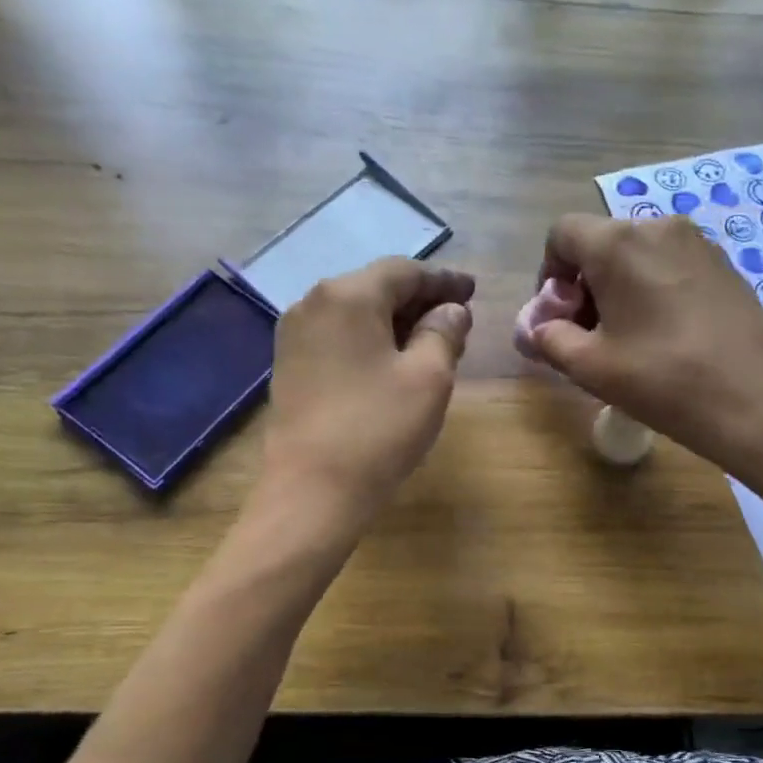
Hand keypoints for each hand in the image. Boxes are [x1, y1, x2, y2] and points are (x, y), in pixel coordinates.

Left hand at [258, 258, 473, 527]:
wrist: (311, 491)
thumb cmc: (378, 429)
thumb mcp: (429, 378)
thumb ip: (444, 333)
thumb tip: (451, 311)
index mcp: (348, 295)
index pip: (405, 272)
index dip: (444, 281)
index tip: (473, 291)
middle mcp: (313, 303)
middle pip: (376, 287)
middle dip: (420, 300)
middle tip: (457, 318)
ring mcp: (295, 335)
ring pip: (356, 313)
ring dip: (396, 321)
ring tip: (431, 341)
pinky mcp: (289, 365)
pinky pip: (339, 336)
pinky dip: (371, 340)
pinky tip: (393, 360)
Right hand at [524, 214, 762, 477]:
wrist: (749, 399)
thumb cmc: (660, 379)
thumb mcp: (588, 366)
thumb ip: (549, 338)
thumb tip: (539, 328)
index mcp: (618, 243)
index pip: (562, 234)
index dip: (549, 273)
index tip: (560, 315)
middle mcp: (658, 227)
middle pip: (602, 242)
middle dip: (586, 282)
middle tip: (591, 332)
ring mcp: (698, 243)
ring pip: (639, 253)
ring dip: (621, 285)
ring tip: (630, 335)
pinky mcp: (725, 264)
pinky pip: (672, 264)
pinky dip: (656, 287)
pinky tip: (667, 332)